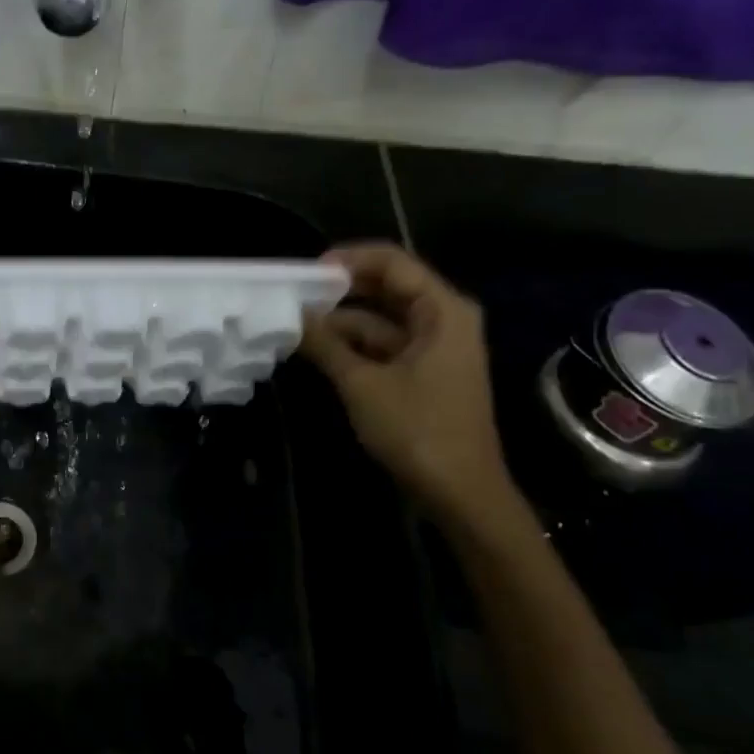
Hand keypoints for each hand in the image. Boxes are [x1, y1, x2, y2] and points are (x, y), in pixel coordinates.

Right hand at [299, 243, 514, 524]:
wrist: (461, 493)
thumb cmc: (417, 430)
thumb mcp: (362, 384)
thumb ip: (325, 343)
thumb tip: (292, 314)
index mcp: (442, 310)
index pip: (392, 262)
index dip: (347, 260)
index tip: (305, 273)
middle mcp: (443, 319)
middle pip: (387, 286)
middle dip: (341, 290)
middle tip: (295, 295)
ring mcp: (435, 346)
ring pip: (381, 317)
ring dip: (342, 320)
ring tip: (297, 323)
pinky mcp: (424, 371)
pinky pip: (385, 344)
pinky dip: (354, 344)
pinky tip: (318, 348)